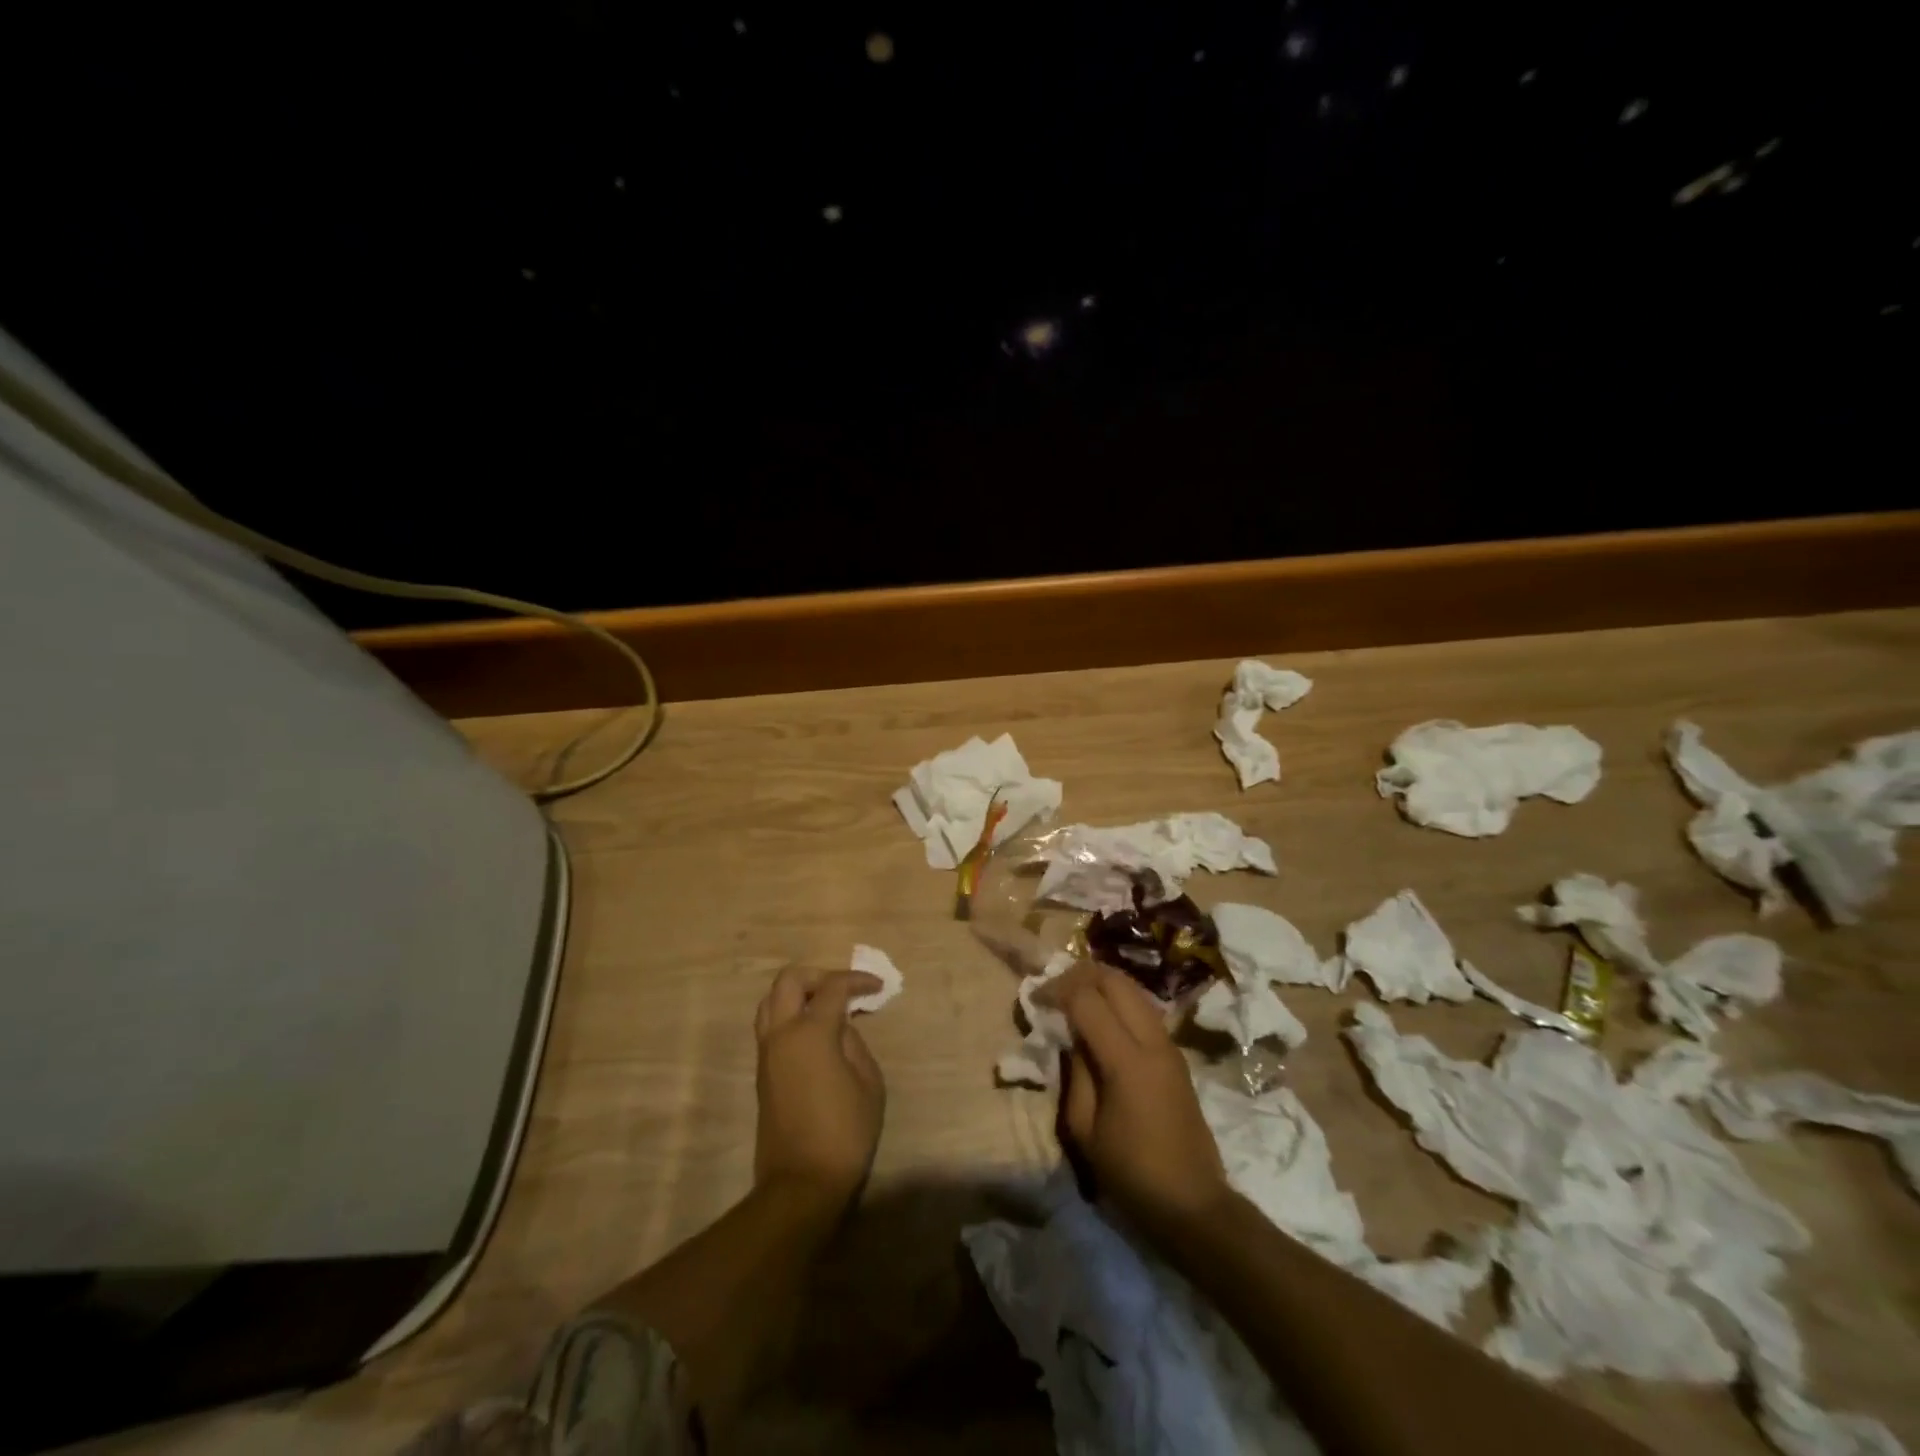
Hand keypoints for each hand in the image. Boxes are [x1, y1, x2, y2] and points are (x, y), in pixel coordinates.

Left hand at [753, 967, 886, 1216]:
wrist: (801, 1183)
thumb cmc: (845, 1132)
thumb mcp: (868, 1083)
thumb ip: (854, 1043)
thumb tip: (840, 1028)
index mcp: (810, 1032)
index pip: (833, 987)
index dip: (858, 980)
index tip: (878, 987)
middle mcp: (782, 1034)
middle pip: (789, 980)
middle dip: (819, 975)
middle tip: (844, 990)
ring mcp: (767, 1053)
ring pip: (770, 1000)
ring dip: (798, 993)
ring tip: (826, 1007)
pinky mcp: (762, 1072)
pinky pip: (770, 1025)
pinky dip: (790, 1014)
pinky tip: (815, 1032)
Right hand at [1047, 962, 1235, 1246]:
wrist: (1193, 1203)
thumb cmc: (1132, 1173)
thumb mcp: (1085, 1130)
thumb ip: (1075, 1074)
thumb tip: (1069, 1037)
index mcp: (1127, 1061)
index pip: (1087, 1000)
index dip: (1057, 990)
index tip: (1035, 997)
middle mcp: (1152, 1041)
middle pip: (1115, 980)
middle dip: (1079, 975)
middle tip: (1053, 988)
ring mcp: (1169, 1044)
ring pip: (1133, 988)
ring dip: (1101, 982)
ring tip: (1073, 995)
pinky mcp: (1175, 1053)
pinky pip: (1143, 1007)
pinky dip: (1118, 998)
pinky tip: (1100, 1014)